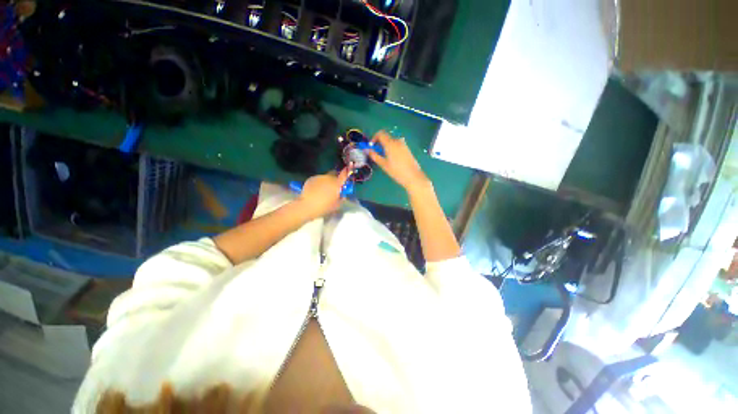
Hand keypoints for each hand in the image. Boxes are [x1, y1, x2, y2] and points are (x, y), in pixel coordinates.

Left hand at [297, 167, 350, 218]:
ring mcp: (319, 177)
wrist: (307, 206)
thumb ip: (341, 199)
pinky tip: (315, 191)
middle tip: (333, 187)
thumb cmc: (324, 207)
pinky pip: (317, 180)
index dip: (346, 172)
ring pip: (325, 177)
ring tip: (322, 191)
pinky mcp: (311, 178)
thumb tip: (342, 196)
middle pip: (334, 174)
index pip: (344, 175)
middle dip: (335, 179)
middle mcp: (328, 178)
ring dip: (326, 182)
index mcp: (336, 184)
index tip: (347, 169)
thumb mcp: (336, 205)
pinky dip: (318, 183)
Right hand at [368, 131, 429, 192]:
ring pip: (392, 141)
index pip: (380, 133)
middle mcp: (397, 141)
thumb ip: (374, 156)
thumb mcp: (383, 164)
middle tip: (376, 152)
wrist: (413, 176)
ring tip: (384, 157)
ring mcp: (403, 144)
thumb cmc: (396, 171)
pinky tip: (392, 158)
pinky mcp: (407, 149)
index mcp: (390, 143)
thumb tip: (368, 150)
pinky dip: (392, 148)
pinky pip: (397, 145)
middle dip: (380, 142)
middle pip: (386, 137)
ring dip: (386, 145)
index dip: (374, 138)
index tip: (372, 146)